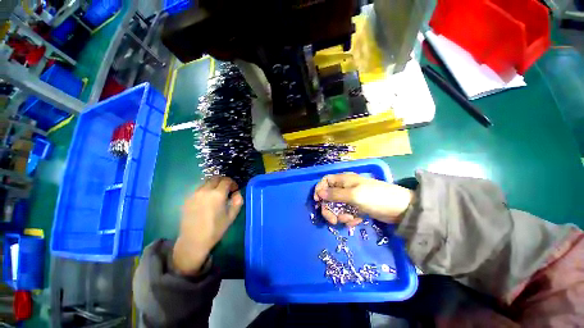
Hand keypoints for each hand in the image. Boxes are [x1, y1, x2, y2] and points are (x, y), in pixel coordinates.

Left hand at [173, 177, 242, 275]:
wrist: (193, 241)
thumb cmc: (215, 229)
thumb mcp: (231, 216)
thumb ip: (238, 201)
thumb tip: (237, 193)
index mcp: (217, 194)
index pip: (226, 180)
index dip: (233, 183)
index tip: (235, 189)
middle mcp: (205, 191)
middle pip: (215, 178)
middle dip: (223, 181)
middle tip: (227, 189)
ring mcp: (194, 194)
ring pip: (206, 182)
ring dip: (214, 184)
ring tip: (216, 194)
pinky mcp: (187, 198)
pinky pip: (199, 189)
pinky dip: (205, 189)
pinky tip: (207, 200)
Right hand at [314, 173, 413, 225]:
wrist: (401, 209)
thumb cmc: (375, 197)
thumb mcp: (353, 195)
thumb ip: (335, 194)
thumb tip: (319, 192)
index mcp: (344, 180)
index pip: (326, 180)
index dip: (319, 189)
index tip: (318, 201)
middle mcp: (346, 187)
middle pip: (329, 196)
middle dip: (329, 208)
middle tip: (333, 220)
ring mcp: (352, 198)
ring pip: (337, 206)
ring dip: (341, 215)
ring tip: (350, 220)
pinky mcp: (357, 207)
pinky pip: (347, 212)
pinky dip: (349, 218)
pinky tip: (357, 221)